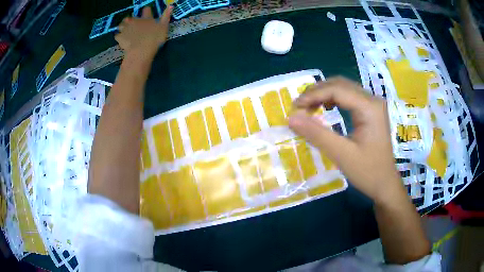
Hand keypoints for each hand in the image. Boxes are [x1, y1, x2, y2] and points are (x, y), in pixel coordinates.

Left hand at [115, 6, 172, 60]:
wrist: (141, 51)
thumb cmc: (154, 39)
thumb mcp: (164, 27)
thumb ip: (166, 16)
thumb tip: (171, 5)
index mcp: (146, 18)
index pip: (146, 10)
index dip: (147, 11)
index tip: (147, 14)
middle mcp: (135, 21)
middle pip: (130, 17)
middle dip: (130, 20)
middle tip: (133, 25)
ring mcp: (126, 29)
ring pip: (121, 25)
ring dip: (123, 27)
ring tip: (125, 31)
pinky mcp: (120, 37)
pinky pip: (117, 35)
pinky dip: (119, 37)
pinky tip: (121, 39)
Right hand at [288, 77, 402, 202]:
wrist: (385, 184)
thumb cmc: (368, 172)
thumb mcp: (341, 155)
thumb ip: (317, 135)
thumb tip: (291, 118)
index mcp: (369, 107)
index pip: (337, 89)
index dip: (313, 95)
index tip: (294, 107)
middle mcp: (372, 100)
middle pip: (340, 84)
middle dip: (317, 92)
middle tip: (298, 107)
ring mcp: (373, 104)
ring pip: (343, 88)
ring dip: (323, 95)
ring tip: (307, 108)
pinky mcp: (371, 111)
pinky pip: (348, 97)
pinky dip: (332, 100)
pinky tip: (324, 108)